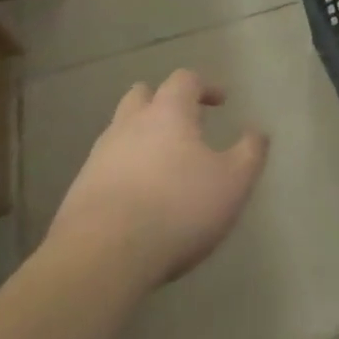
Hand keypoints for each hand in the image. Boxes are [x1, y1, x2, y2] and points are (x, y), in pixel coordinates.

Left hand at [47, 71, 268, 287]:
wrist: (101, 258)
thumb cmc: (177, 209)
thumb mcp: (232, 182)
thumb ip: (250, 153)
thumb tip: (258, 132)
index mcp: (167, 113)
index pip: (184, 80)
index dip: (205, 86)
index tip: (220, 102)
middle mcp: (129, 125)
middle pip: (142, 95)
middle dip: (163, 102)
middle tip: (184, 123)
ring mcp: (99, 156)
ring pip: (120, 130)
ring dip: (141, 137)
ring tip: (162, 164)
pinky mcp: (79, 190)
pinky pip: (105, 166)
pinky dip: (123, 170)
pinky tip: (137, 197)